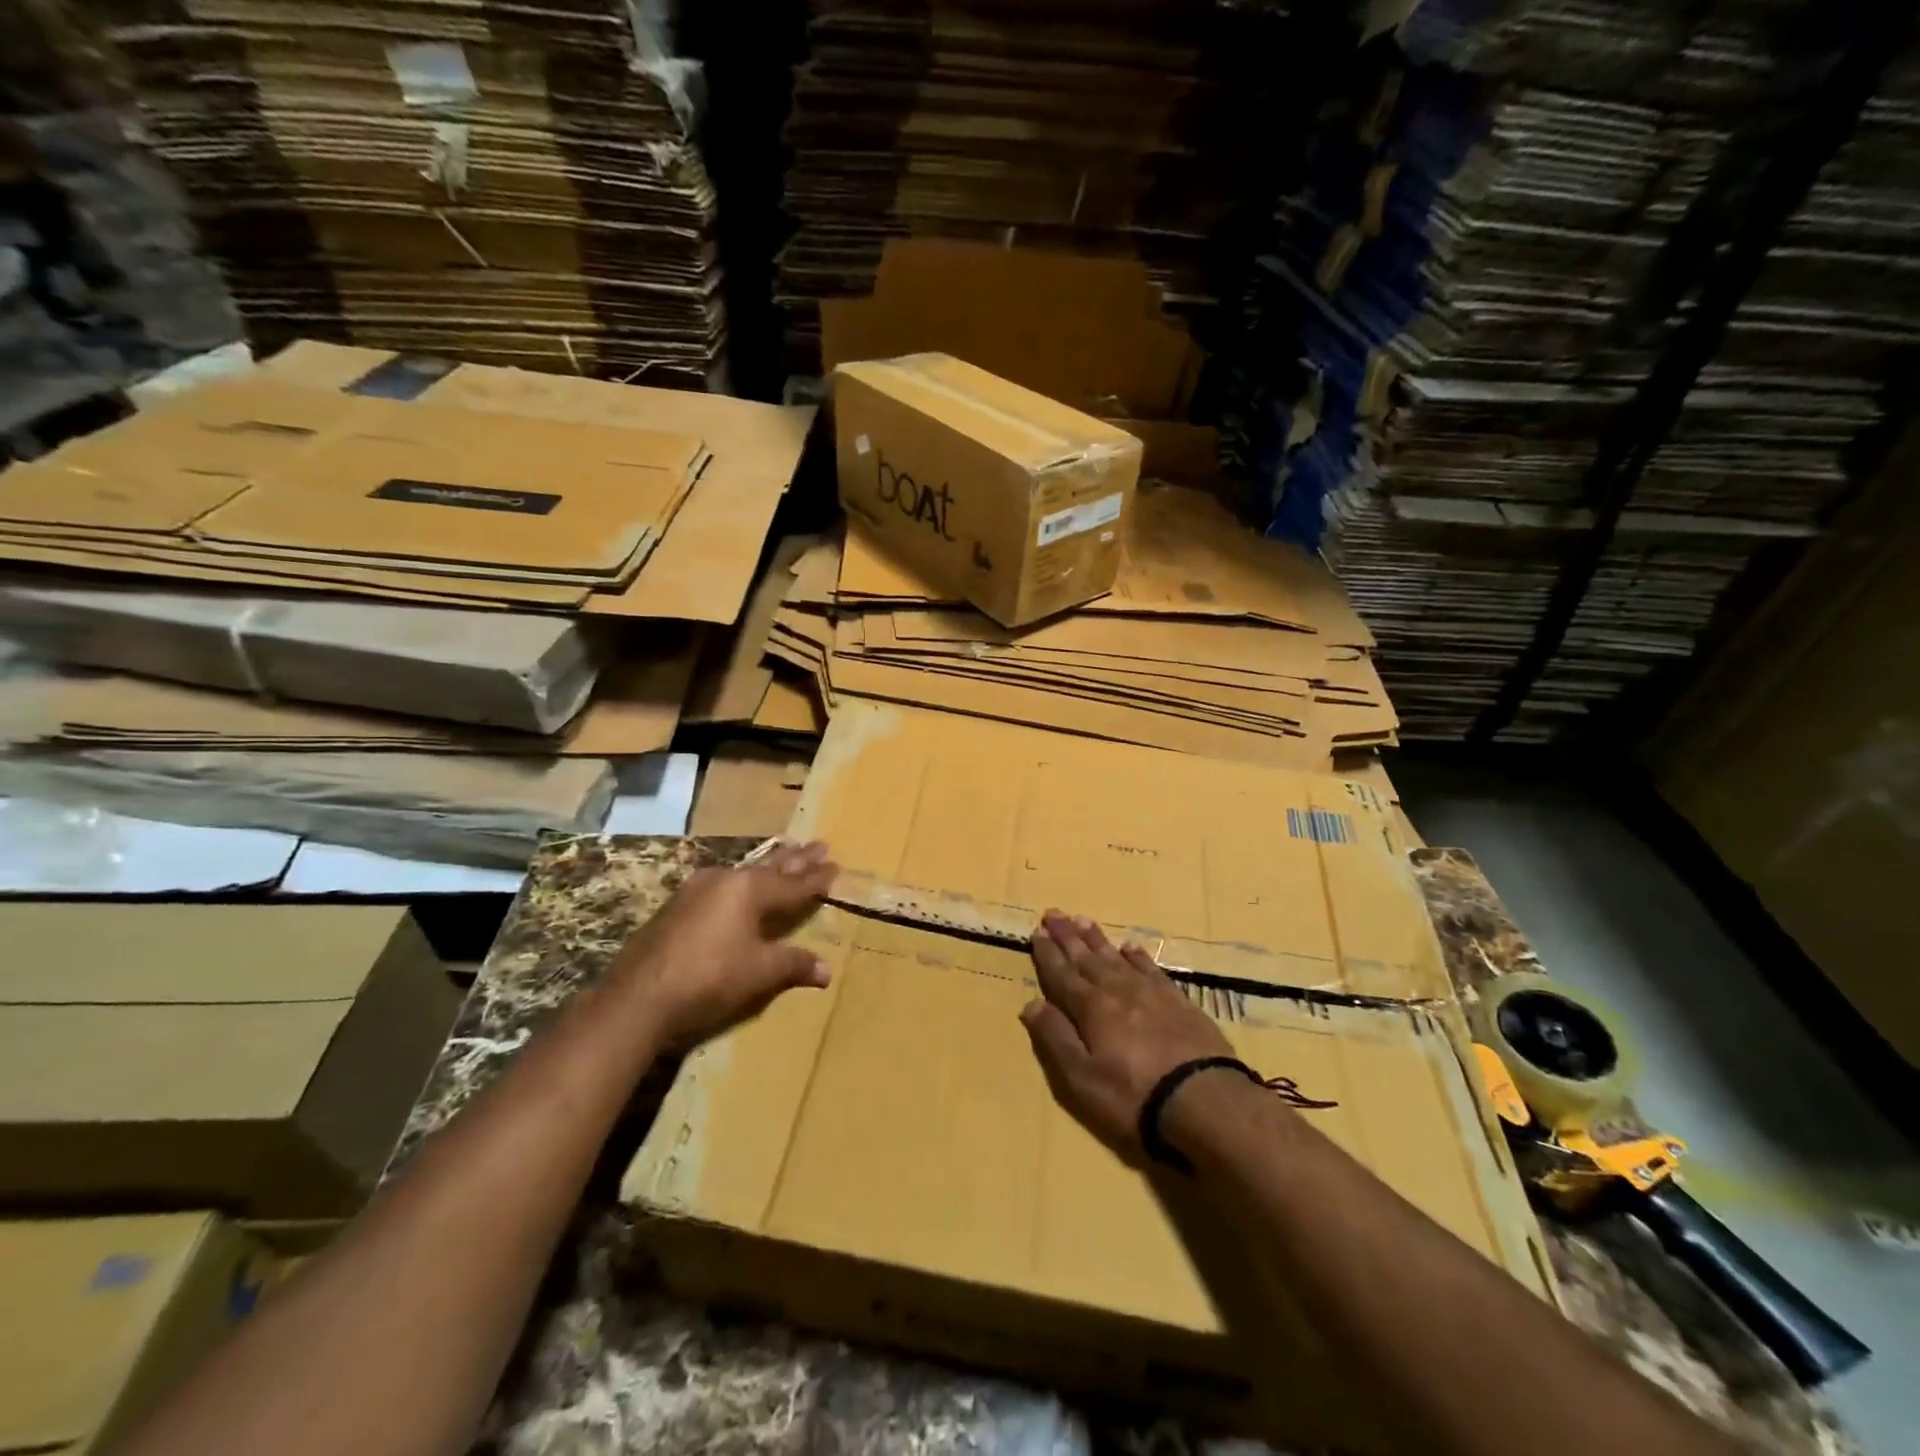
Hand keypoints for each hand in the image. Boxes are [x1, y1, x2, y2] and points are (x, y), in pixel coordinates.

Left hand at [609, 840, 837, 1046]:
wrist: (638, 996)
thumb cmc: (709, 978)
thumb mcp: (759, 972)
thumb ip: (793, 964)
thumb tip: (826, 970)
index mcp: (749, 890)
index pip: (793, 883)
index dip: (816, 878)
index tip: (835, 864)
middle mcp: (725, 880)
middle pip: (769, 867)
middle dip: (795, 859)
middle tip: (818, 844)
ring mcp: (696, 890)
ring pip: (742, 872)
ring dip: (766, 865)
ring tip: (783, 854)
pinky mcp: (676, 907)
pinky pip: (720, 884)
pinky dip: (740, 882)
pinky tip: (735, 883)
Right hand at [1020, 911, 1233, 1162]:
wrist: (1204, 1099)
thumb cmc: (1133, 1095)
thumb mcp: (1081, 1078)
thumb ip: (1055, 1038)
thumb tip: (1032, 1003)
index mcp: (1090, 1008)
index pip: (1061, 975)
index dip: (1047, 954)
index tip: (1037, 932)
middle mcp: (1117, 990)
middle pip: (1086, 958)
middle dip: (1067, 937)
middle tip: (1054, 914)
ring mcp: (1150, 992)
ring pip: (1116, 957)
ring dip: (1097, 939)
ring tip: (1083, 920)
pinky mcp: (1178, 1000)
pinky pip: (1150, 968)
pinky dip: (1137, 956)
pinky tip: (1131, 947)